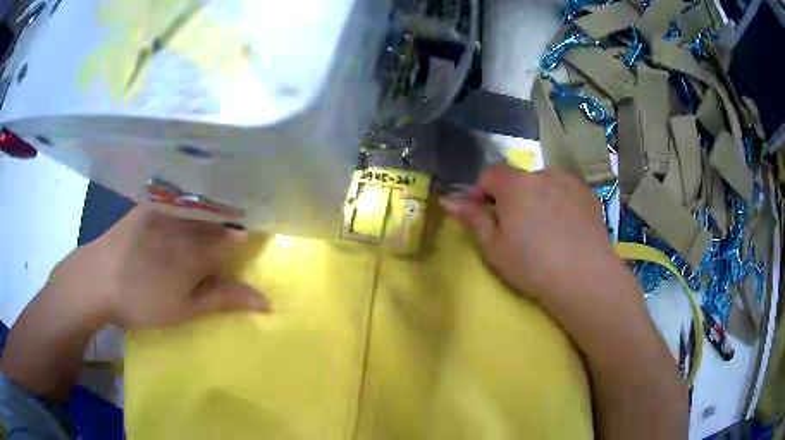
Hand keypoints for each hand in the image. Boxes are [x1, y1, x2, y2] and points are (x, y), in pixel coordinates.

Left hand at [48, 207, 269, 328]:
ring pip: (200, 207)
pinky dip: (188, 207)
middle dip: (227, 229)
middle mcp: (185, 222)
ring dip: (209, 217)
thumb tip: (265, 300)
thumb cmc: (142, 301)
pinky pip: (178, 199)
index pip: (236, 238)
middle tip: (223, 246)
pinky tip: (183, 217)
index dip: (244, 243)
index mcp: (197, 250)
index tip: (245, 251)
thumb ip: (223, 299)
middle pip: (219, 219)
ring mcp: (166, 209)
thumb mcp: (185, 309)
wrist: (97, 279)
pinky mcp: (150, 203)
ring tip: (206, 230)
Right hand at [440, 165, 621, 300]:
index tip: (481, 214)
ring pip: (544, 185)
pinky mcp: (589, 195)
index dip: (481, 192)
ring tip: (543, 229)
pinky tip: (565, 228)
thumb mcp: (494, 247)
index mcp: (515, 184)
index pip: (490, 175)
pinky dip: (560, 203)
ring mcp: (570, 182)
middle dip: (511, 198)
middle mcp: (543, 174)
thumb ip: (472, 218)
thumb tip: (447, 201)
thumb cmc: (532, 265)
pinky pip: (566, 192)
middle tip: (515, 229)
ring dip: (537, 198)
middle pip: (519, 179)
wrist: (584, 278)